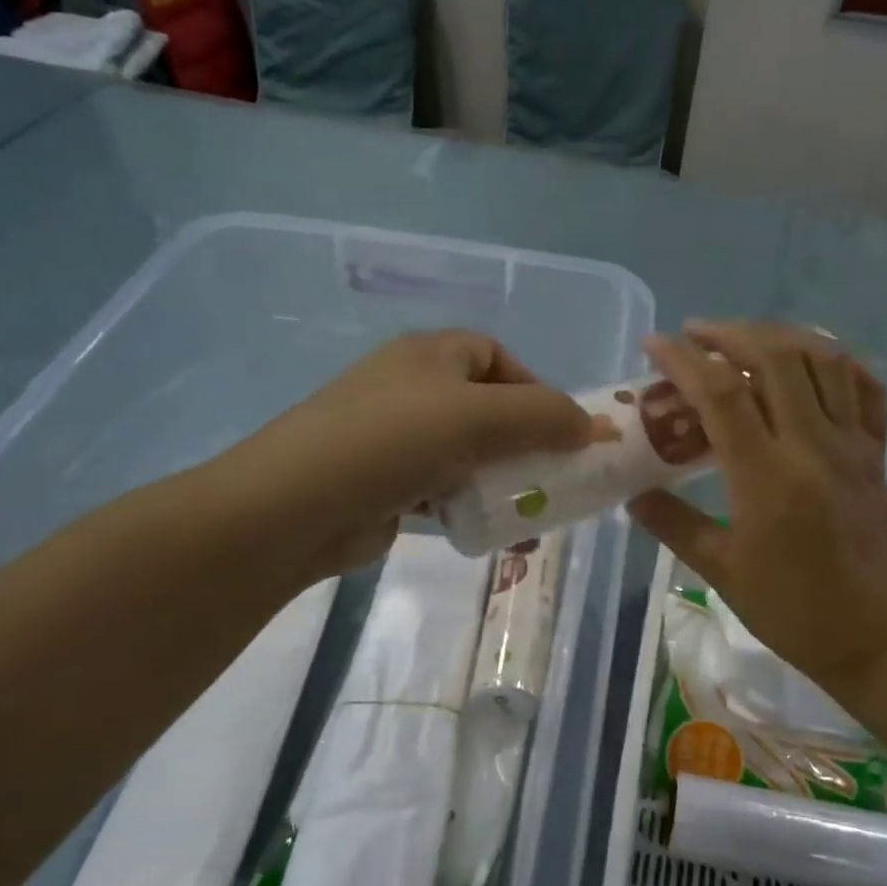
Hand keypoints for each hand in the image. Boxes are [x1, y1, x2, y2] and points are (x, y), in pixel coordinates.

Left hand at [196, 330, 590, 583]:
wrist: (295, 506)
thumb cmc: (393, 440)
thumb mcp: (479, 417)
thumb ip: (543, 416)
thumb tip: (591, 425)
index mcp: (430, 355)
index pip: (495, 356)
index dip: (534, 386)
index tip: (560, 429)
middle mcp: (411, 387)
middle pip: (485, 407)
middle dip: (523, 442)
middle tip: (553, 476)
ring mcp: (394, 436)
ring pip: (466, 453)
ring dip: (500, 480)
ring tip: (527, 511)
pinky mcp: (385, 483)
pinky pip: (443, 488)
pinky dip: (468, 505)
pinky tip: (486, 530)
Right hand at [628, 321, 886, 695]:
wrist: (878, 636)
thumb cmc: (794, 609)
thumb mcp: (721, 572)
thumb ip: (674, 526)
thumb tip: (634, 497)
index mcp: (767, 477)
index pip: (721, 394)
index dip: (683, 360)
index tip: (654, 344)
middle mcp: (812, 445)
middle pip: (774, 357)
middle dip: (729, 333)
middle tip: (695, 335)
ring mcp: (852, 444)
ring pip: (823, 359)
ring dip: (779, 335)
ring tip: (745, 338)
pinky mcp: (877, 451)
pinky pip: (866, 386)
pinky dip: (837, 359)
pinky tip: (810, 359)